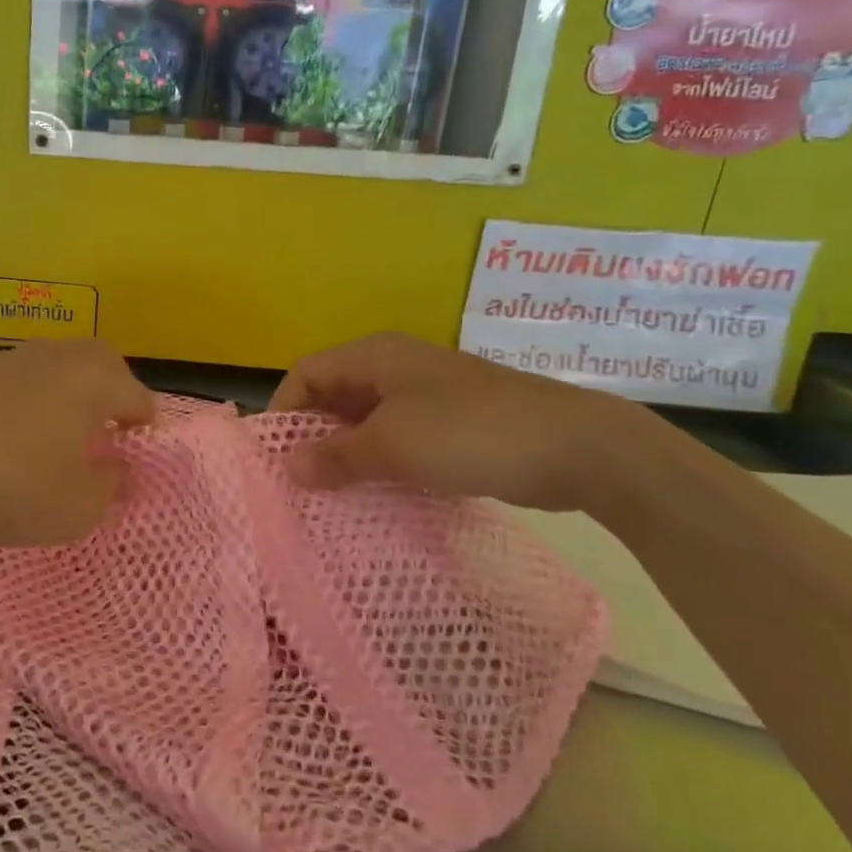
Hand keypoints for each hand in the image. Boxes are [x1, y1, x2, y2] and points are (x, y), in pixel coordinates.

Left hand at [0, 340, 157, 546]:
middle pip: (100, 361)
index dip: (143, 427)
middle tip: (106, 426)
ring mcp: (8, 355)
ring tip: (53, 417)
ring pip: (50, 357)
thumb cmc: (13, 484)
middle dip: (111, 388)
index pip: (138, 397)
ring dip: (61, 381)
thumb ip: (111, 487)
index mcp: (94, 381)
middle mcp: (57, 356)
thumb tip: (122, 470)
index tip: (134, 455)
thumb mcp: (77, 506)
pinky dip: (3, 376)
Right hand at [268, 332, 640, 511]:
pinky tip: (376, 494)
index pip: (307, 372)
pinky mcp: (451, 423)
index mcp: (375, 355)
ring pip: (367, 420)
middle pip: (334, 395)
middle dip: (314, 435)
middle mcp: (395, 367)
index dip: (284, 409)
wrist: (575, 446)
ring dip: (347, 453)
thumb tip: (289, 467)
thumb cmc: (470, 432)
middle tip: (299, 482)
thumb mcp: (393, 444)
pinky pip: (399, 438)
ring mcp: (426, 394)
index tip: (276, 457)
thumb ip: (337, 455)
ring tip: (331, 495)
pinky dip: (381, 462)